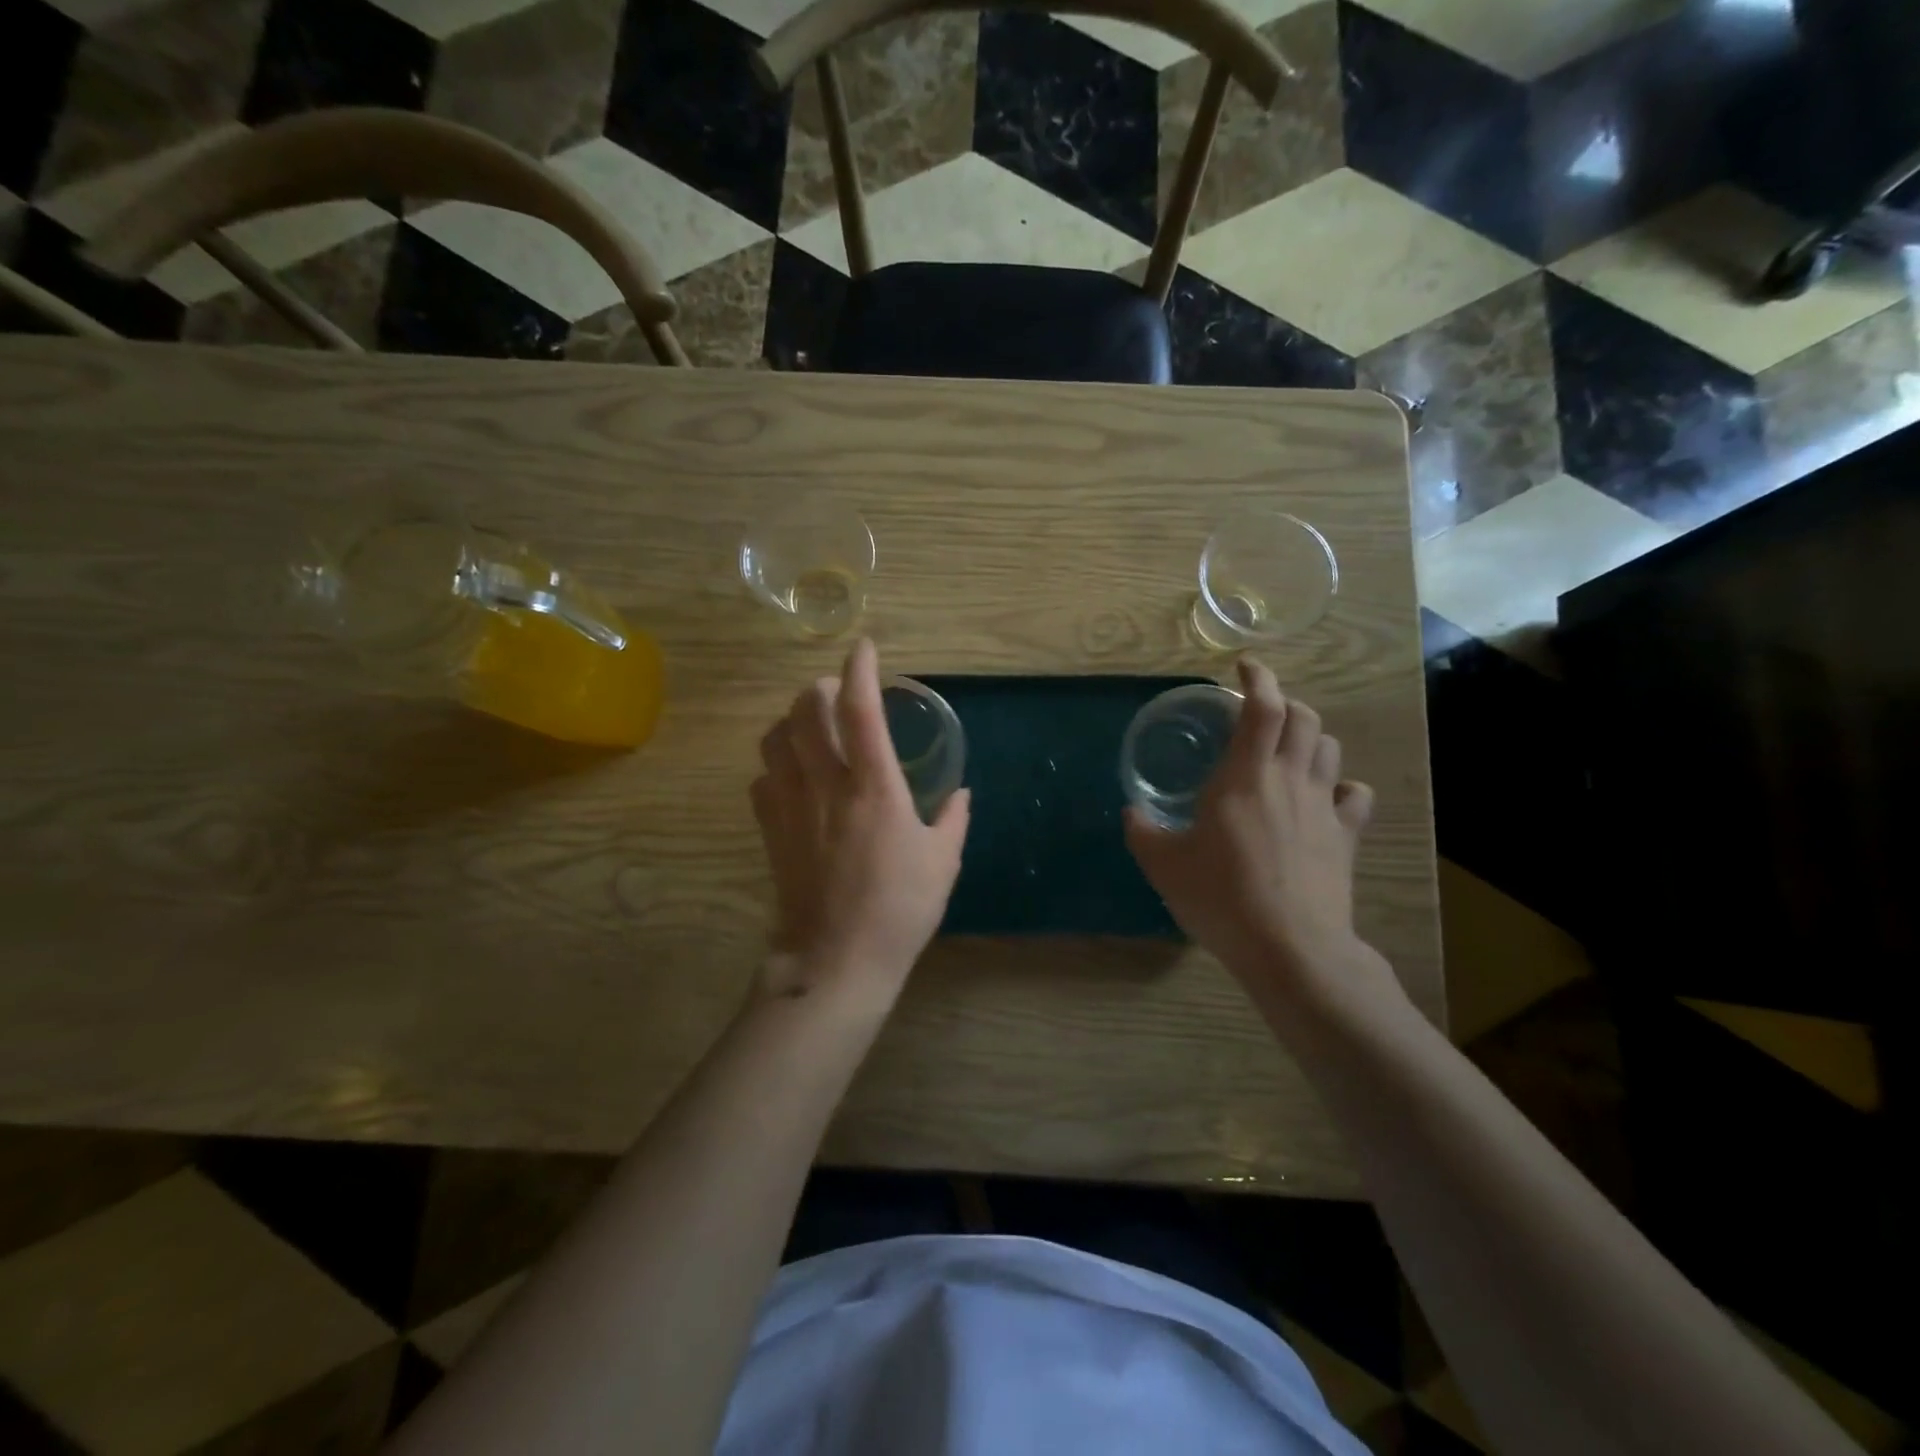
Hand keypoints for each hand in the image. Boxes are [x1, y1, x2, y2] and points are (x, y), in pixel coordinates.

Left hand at [751, 638, 970, 1005]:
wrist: (837, 960)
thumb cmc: (899, 909)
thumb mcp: (943, 862)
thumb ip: (954, 819)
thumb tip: (962, 794)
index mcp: (874, 786)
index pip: (859, 708)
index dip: (860, 669)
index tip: (864, 647)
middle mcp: (827, 784)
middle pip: (805, 711)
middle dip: (819, 688)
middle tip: (837, 692)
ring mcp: (791, 806)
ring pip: (775, 739)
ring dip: (792, 721)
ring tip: (810, 726)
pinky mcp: (770, 831)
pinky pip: (762, 779)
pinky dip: (776, 765)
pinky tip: (792, 776)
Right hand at [1126, 659, 1374, 986]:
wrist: (1291, 949)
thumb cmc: (1222, 897)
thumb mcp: (1164, 866)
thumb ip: (1143, 832)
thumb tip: (1132, 814)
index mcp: (1245, 775)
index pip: (1263, 707)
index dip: (1257, 678)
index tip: (1244, 667)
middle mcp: (1289, 779)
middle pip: (1304, 717)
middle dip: (1283, 703)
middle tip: (1258, 713)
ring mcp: (1323, 807)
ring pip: (1328, 748)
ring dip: (1309, 737)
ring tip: (1286, 749)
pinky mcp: (1346, 837)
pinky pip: (1354, 795)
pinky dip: (1340, 785)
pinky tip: (1324, 796)